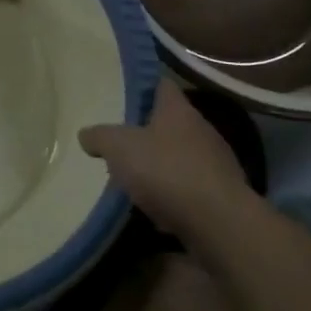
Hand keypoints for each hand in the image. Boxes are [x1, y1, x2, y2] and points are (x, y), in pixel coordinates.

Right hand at [80, 77, 252, 234]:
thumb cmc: (166, 170)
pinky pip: (194, 189)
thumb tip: (86, 134)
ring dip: (165, 166)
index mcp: (178, 110)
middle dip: (151, 132)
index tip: (128, 96)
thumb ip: (100, 137)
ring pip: (184, 157)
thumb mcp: (118, 148)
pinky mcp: (225, 197)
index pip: (163, 86)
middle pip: (174, 124)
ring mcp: (218, 165)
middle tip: (125, 142)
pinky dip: (177, 195)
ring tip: (139, 180)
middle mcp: (203, 131)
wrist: (220, 224)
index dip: (145, 88)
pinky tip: (160, 210)